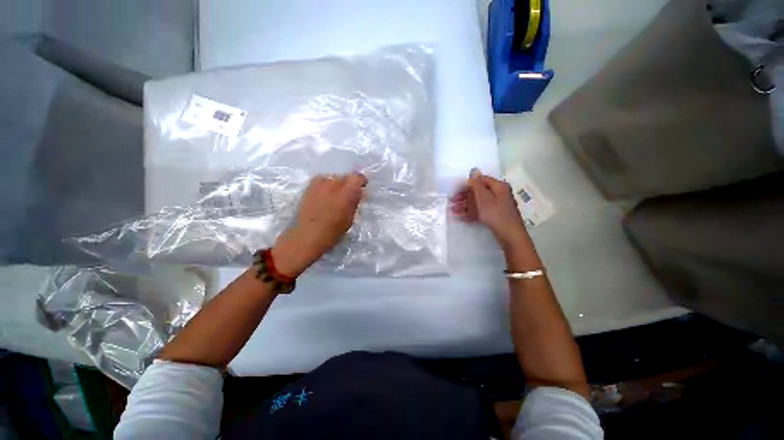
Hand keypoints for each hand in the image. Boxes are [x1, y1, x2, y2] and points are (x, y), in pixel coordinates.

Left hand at [272, 173, 366, 276]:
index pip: (357, 177)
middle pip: (345, 176)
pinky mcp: (308, 187)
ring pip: (333, 177)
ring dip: (337, 184)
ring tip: (335, 196)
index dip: (360, 181)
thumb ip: (354, 202)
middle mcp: (332, 184)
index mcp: (345, 193)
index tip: (361, 188)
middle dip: (349, 184)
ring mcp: (318, 184)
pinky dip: (326, 185)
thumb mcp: (349, 219)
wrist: (306, 236)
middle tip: (348, 196)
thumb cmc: (332, 232)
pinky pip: (322, 180)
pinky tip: (324, 196)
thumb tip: (357, 192)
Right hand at [451, 169, 528, 248]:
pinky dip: (471, 213)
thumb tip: (474, 171)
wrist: (509, 234)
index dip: (467, 184)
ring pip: (478, 202)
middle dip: (464, 197)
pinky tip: (461, 217)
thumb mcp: (483, 197)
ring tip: (453, 211)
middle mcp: (498, 194)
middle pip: (478, 192)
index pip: (480, 180)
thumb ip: (476, 184)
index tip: (455, 190)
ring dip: (465, 206)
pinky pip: (481, 211)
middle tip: (452, 202)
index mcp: (498, 186)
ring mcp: (497, 205)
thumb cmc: (495, 213)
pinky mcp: (495, 215)